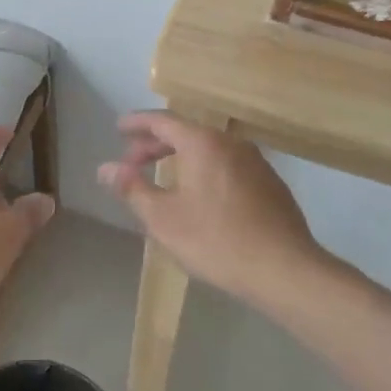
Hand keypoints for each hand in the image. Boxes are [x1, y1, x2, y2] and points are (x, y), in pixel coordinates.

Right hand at [98, 112, 321, 302]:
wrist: (285, 270)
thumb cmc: (216, 240)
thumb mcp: (163, 218)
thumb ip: (132, 188)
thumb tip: (105, 168)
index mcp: (202, 143)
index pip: (162, 120)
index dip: (137, 123)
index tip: (118, 128)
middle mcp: (230, 143)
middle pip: (186, 133)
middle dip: (155, 144)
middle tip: (132, 161)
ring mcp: (255, 162)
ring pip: (208, 150)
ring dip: (181, 159)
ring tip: (163, 179)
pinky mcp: (271, 184)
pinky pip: (227, 166)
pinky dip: (204, 171)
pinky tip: (199, 197)